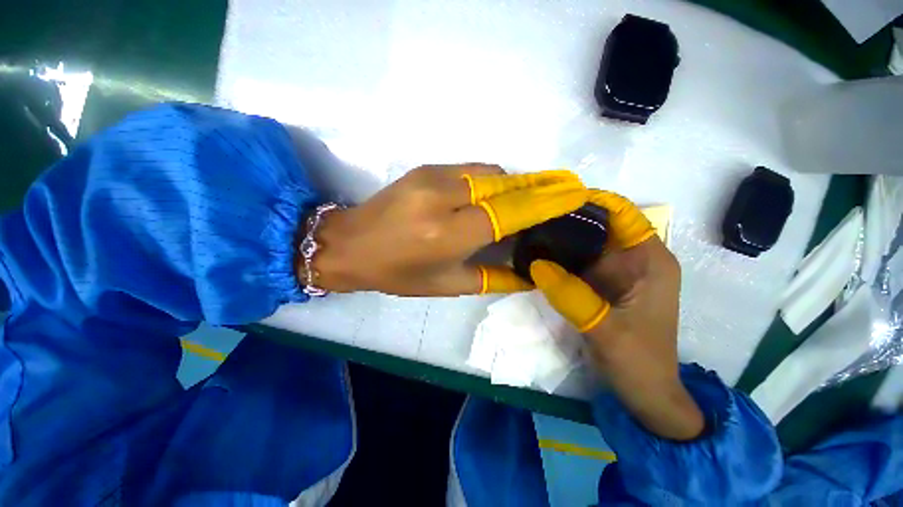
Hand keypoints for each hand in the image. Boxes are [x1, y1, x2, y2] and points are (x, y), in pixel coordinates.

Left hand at [306, 164, 588, 295]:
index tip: (574, 193)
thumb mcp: (447, 285)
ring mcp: (433, 176)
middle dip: (539, 186)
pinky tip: (496, 194)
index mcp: (449, 233)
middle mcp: (444, 197)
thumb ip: (492, 277)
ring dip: (515, 183)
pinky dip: (492, 180)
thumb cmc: (398, 274)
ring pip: (491, 172)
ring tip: (531, 197)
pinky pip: (472, 169)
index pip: (510, 212)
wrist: (351, 244)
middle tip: (564, 189)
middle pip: (505, 185)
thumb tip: (527, 272)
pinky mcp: (426, 168)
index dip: (545, 202)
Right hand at [530, 190, 703, 440]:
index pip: (621, 213)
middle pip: (599, 225)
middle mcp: (634, 258)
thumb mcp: (606, 331)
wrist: (645, 394)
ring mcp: (616, 272)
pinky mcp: (601, 284)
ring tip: (528, 232)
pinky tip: (537, 255)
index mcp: (649, 260)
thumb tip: (536, 263)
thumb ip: (572, 296)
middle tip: (531, 217)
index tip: (553, 199)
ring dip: (560, 237)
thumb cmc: (639, 363)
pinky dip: (559, 257)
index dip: (590, 200)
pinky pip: (578, 262)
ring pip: (585, 243)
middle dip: (568, 218)